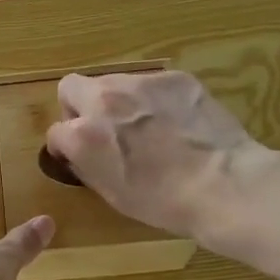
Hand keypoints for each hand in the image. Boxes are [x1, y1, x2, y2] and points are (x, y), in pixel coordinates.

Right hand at [44, 70, 266, 244]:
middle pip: (71, 87)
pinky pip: (150, 83)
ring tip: (144, 125)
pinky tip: (174, 121)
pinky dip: (153, 99)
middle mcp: (104, 99)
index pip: (55, 131)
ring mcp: (141, 82)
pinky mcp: (174, 77)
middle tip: (102, 129)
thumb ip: (86, 164)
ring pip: (111, 81)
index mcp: (84, 134)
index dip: (65, 146)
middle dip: (78, 107)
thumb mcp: (111, 193)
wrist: (224, 185)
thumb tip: (78, 152)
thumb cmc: (164, 202)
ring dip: (116, 100)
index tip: (78, 155)